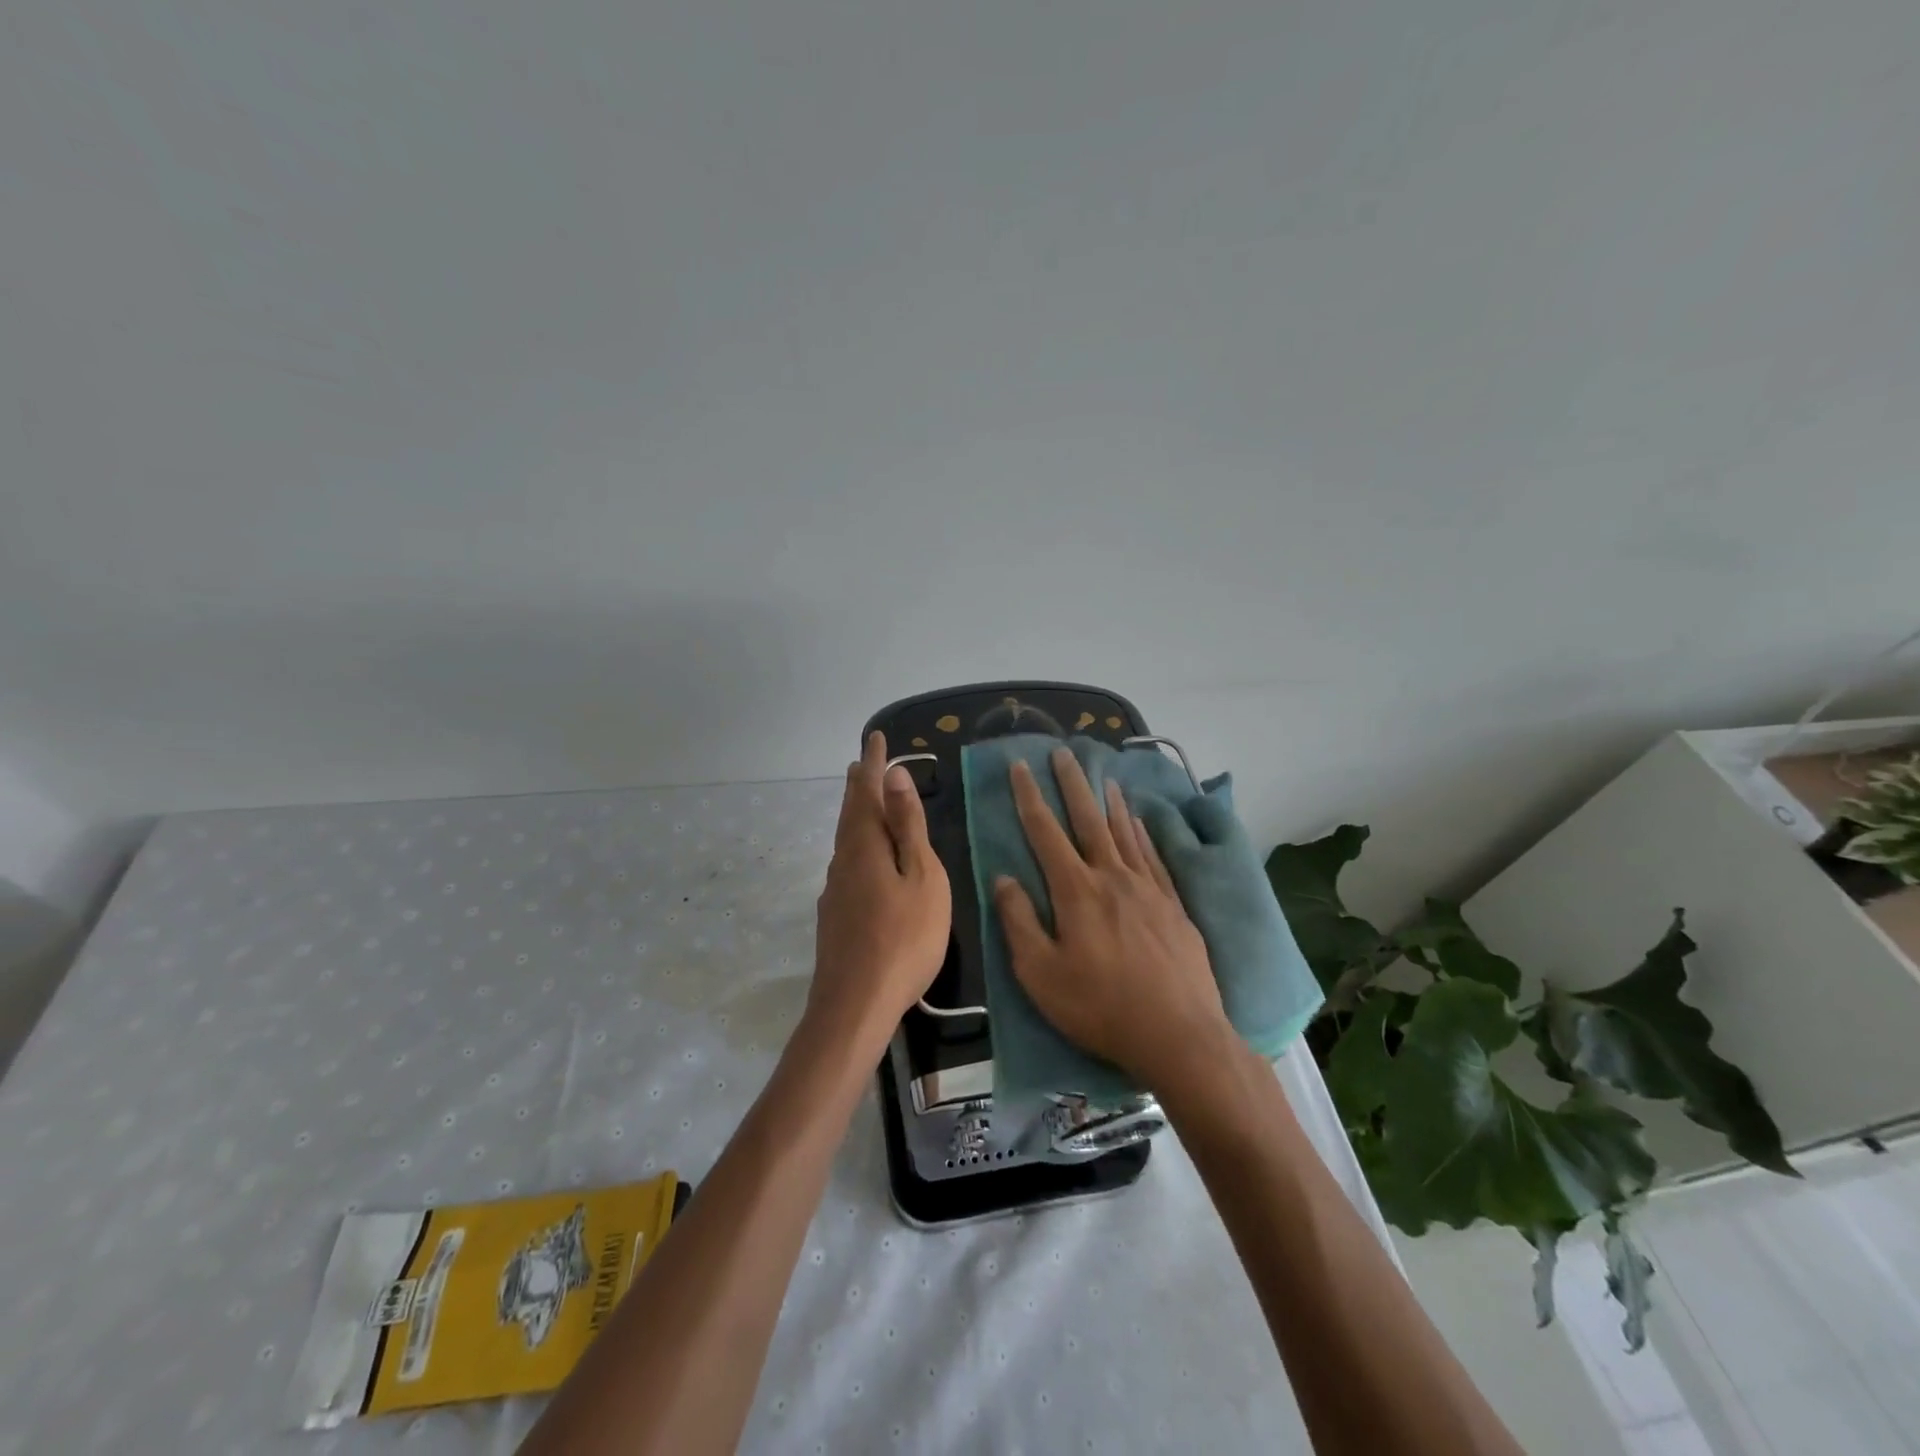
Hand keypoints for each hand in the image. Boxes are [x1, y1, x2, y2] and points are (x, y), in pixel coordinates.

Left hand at [809, 731, 950, 1048]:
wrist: (855, 1006)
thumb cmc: (903, 939)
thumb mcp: (921, 877)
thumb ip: (908, 827)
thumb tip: (893, 775)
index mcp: (865, 846)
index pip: (867, 792)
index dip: (874, 764)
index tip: (875, 737)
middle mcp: (843, 861)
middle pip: (851, 814)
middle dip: (859, 786)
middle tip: (864, 762)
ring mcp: (835, 891)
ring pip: (847, 840)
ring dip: (857, 815)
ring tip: (865, 802)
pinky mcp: (835, 916)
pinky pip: (848, 864)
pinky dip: (858, 846)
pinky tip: (864, 860)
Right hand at [992, 748, 1231, 1091]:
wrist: (1179, 1035)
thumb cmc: (1100, 1008)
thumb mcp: (1040, 974)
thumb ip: (1019, 921)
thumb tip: (1003, 878)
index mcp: (1076, 891)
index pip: (1045, 832)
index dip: (1029, 797)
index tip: (1020, 767)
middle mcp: (1112, 877)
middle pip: (1088, 819)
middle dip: (1072, 783)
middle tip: (1063, 752)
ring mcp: (1148, 888)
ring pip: (1124, 831)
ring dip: (1109, 801)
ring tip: (1102, 775)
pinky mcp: (1174, 905)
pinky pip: (1154, 855)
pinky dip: (1142, 832)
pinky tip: (1139, 821)